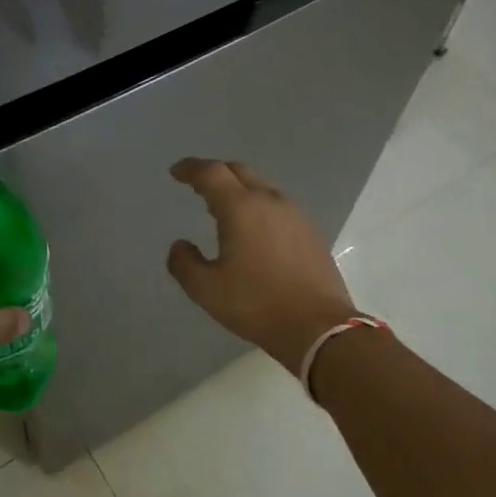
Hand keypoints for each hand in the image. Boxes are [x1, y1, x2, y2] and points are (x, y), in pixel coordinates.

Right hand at [166, 158, 357, 375]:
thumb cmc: (257, 304)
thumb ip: (184, 263)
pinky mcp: (311, 232)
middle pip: (239, 171)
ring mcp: (295, 215)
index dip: (190, 168)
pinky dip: (258, 206)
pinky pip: (278, 206)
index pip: (211, 173)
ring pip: (262, 187)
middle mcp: (270, 201)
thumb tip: (180, 246)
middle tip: (198, 185)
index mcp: (241, 208)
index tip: (176, 172)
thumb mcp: (206, 289)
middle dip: (215, 172)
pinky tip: (254, 229)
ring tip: (223, 208)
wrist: (319, 328)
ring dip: (239, 189)